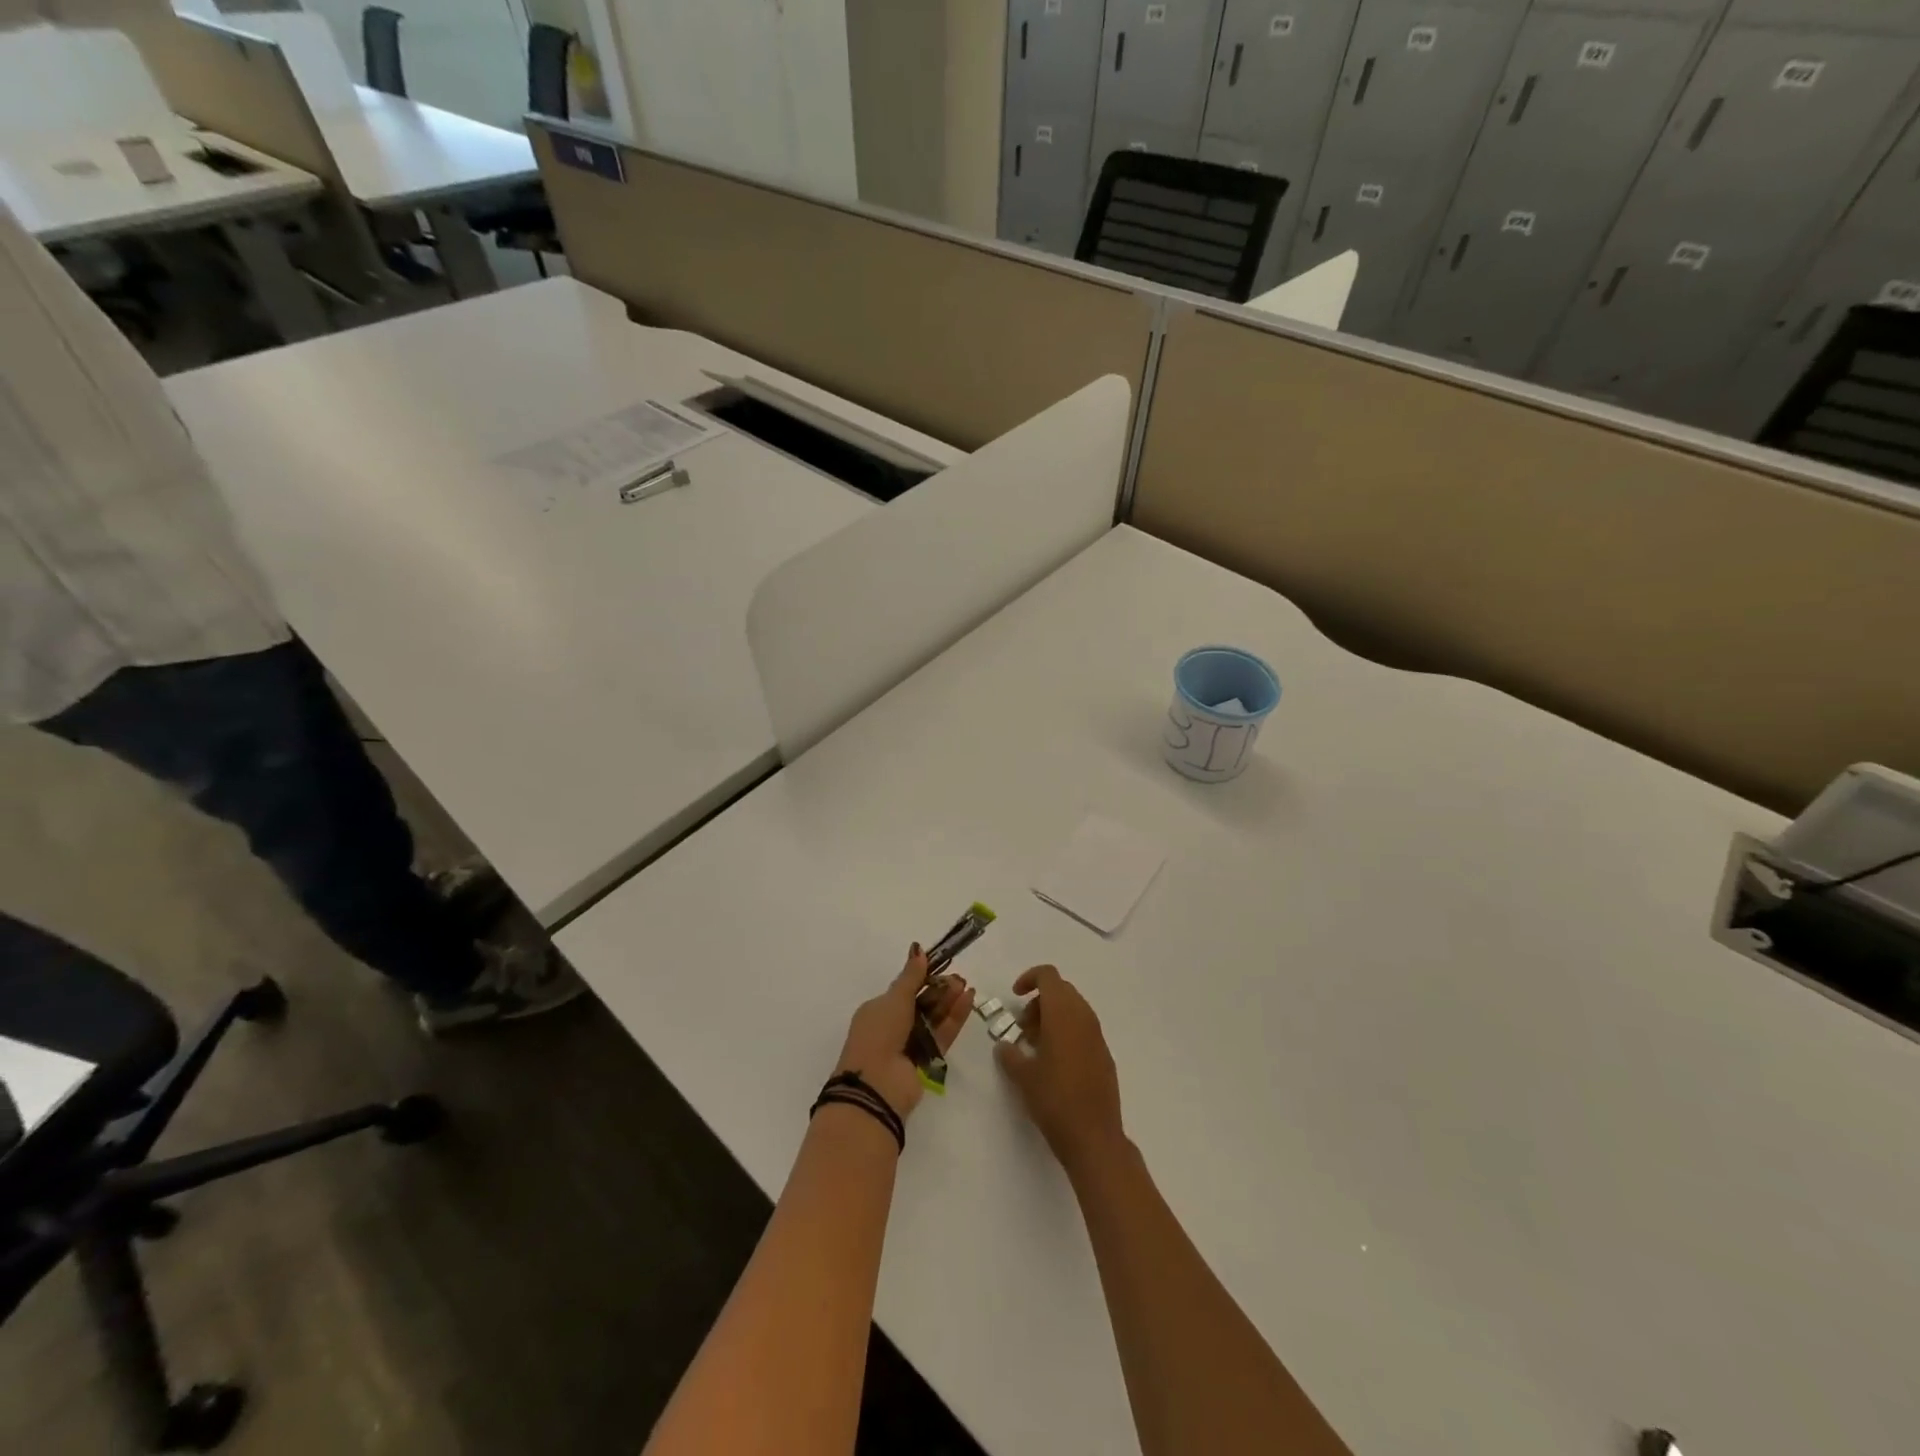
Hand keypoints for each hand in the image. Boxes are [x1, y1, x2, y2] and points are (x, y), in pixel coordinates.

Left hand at [833, 945, 975, 1121]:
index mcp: (877, 1011)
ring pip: (933, 1019)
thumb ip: (911, 976)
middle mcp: (892, 1027)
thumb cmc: (879, 1033)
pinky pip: (942, 1034)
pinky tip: (968, 1001)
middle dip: (940, 990)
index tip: (942, 967)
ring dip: (949, 1002)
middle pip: (921, 1004)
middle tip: (960, 978)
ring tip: (967, 986)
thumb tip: (918, 949)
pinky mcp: (927, 1061)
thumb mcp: (894, 999)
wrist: (877, 1085)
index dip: (922, 978)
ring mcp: (910, 1045)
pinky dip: (955, 1019)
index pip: (903, 990)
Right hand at [994, 965, 1125, 1175]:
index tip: (1015, 997)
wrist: (1094, 1137)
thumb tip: (1004, 1046)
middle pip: (1061, 991)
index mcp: (1063, 1013)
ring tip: (1034, 1046)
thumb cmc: (1054, 1100)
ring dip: (1052, 1017)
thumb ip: (1010, 1055)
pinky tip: (1054, 1062)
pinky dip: (1066, 1032)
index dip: (1029, 979)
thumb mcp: (1023, 1076)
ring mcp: (1097, 1036)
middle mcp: (1084, 1017)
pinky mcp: (1104, 1055)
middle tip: (1022, 1028)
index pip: (1048, 976)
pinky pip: (1083, 1029)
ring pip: (1073, 1010)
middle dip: (1038, 1002)